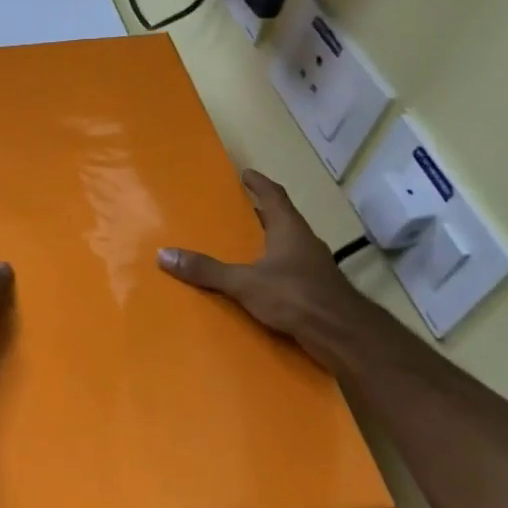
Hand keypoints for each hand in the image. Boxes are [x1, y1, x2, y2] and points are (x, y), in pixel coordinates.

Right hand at [158, 168, 370, 355]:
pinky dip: (272, 269)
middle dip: (260, 214)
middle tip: (237, 210)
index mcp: (289, 229)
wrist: (342, 334)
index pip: (274, 196)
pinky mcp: (316, 290)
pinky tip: (258, 282)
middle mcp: (304, 242)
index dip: (259, 184)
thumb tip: (164, 254)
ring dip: (267, 243)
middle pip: (281, 220)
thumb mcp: (244, 282)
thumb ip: (207, 270)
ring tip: (243, 246)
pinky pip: (289, 271)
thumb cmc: (295, 296)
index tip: (246, 173)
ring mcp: (314, 267)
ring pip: (287, 246)